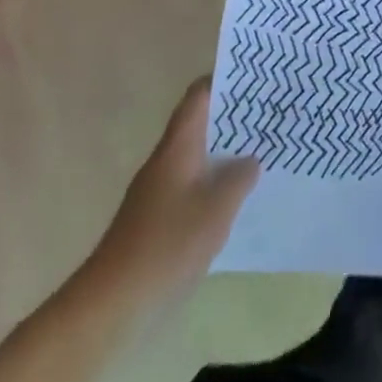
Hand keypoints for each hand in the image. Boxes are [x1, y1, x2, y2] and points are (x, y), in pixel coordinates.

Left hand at [89, 77, 258, 309]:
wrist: (113, 303)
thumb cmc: (167, 245)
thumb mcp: (216, 209)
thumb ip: (239, 178)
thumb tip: (250, 160)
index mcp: (177, 147)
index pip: (198, 96)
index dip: (223, 80)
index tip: (254, 78)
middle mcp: (165, 160)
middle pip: (199, 124)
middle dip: (231, 117)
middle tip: (268, 114)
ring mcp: (158, 190)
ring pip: (197, 156)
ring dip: (225, 151)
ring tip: (261, 151)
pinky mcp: (157, 219)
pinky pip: (192, 185)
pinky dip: (214, 182)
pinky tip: (237, 198)